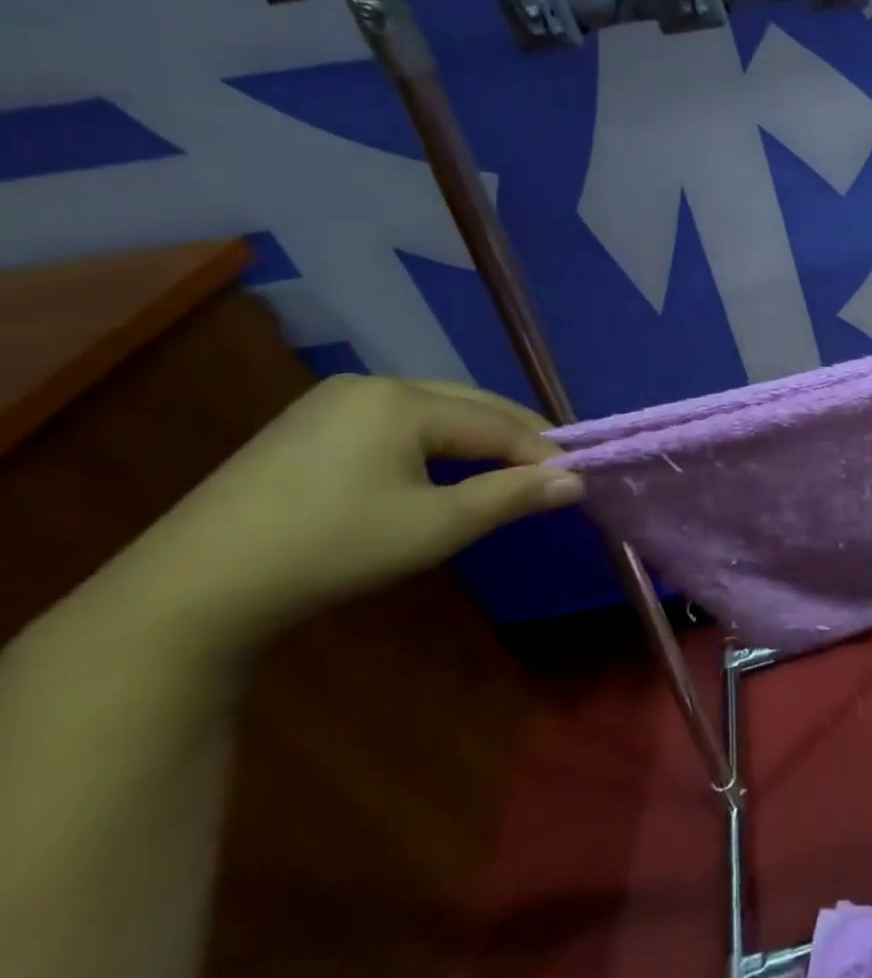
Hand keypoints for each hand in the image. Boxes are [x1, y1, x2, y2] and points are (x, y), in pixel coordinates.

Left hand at [108, 376, 582, 662]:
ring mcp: (331, 402)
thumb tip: (576, 481)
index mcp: (402, 399)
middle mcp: (370, 385)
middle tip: (551, 472)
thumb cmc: (330, 549)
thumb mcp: (434, 527)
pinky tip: (441, 468)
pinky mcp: (306, 426)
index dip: (542, 451)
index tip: (577, 479)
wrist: (189, 592)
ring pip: (434, 410)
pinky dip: (434, 441)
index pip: (497, 421)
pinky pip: (396, 421)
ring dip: (477, 438)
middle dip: (515, 437)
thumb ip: (511, 496)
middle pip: (469, 404)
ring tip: (507, 471)